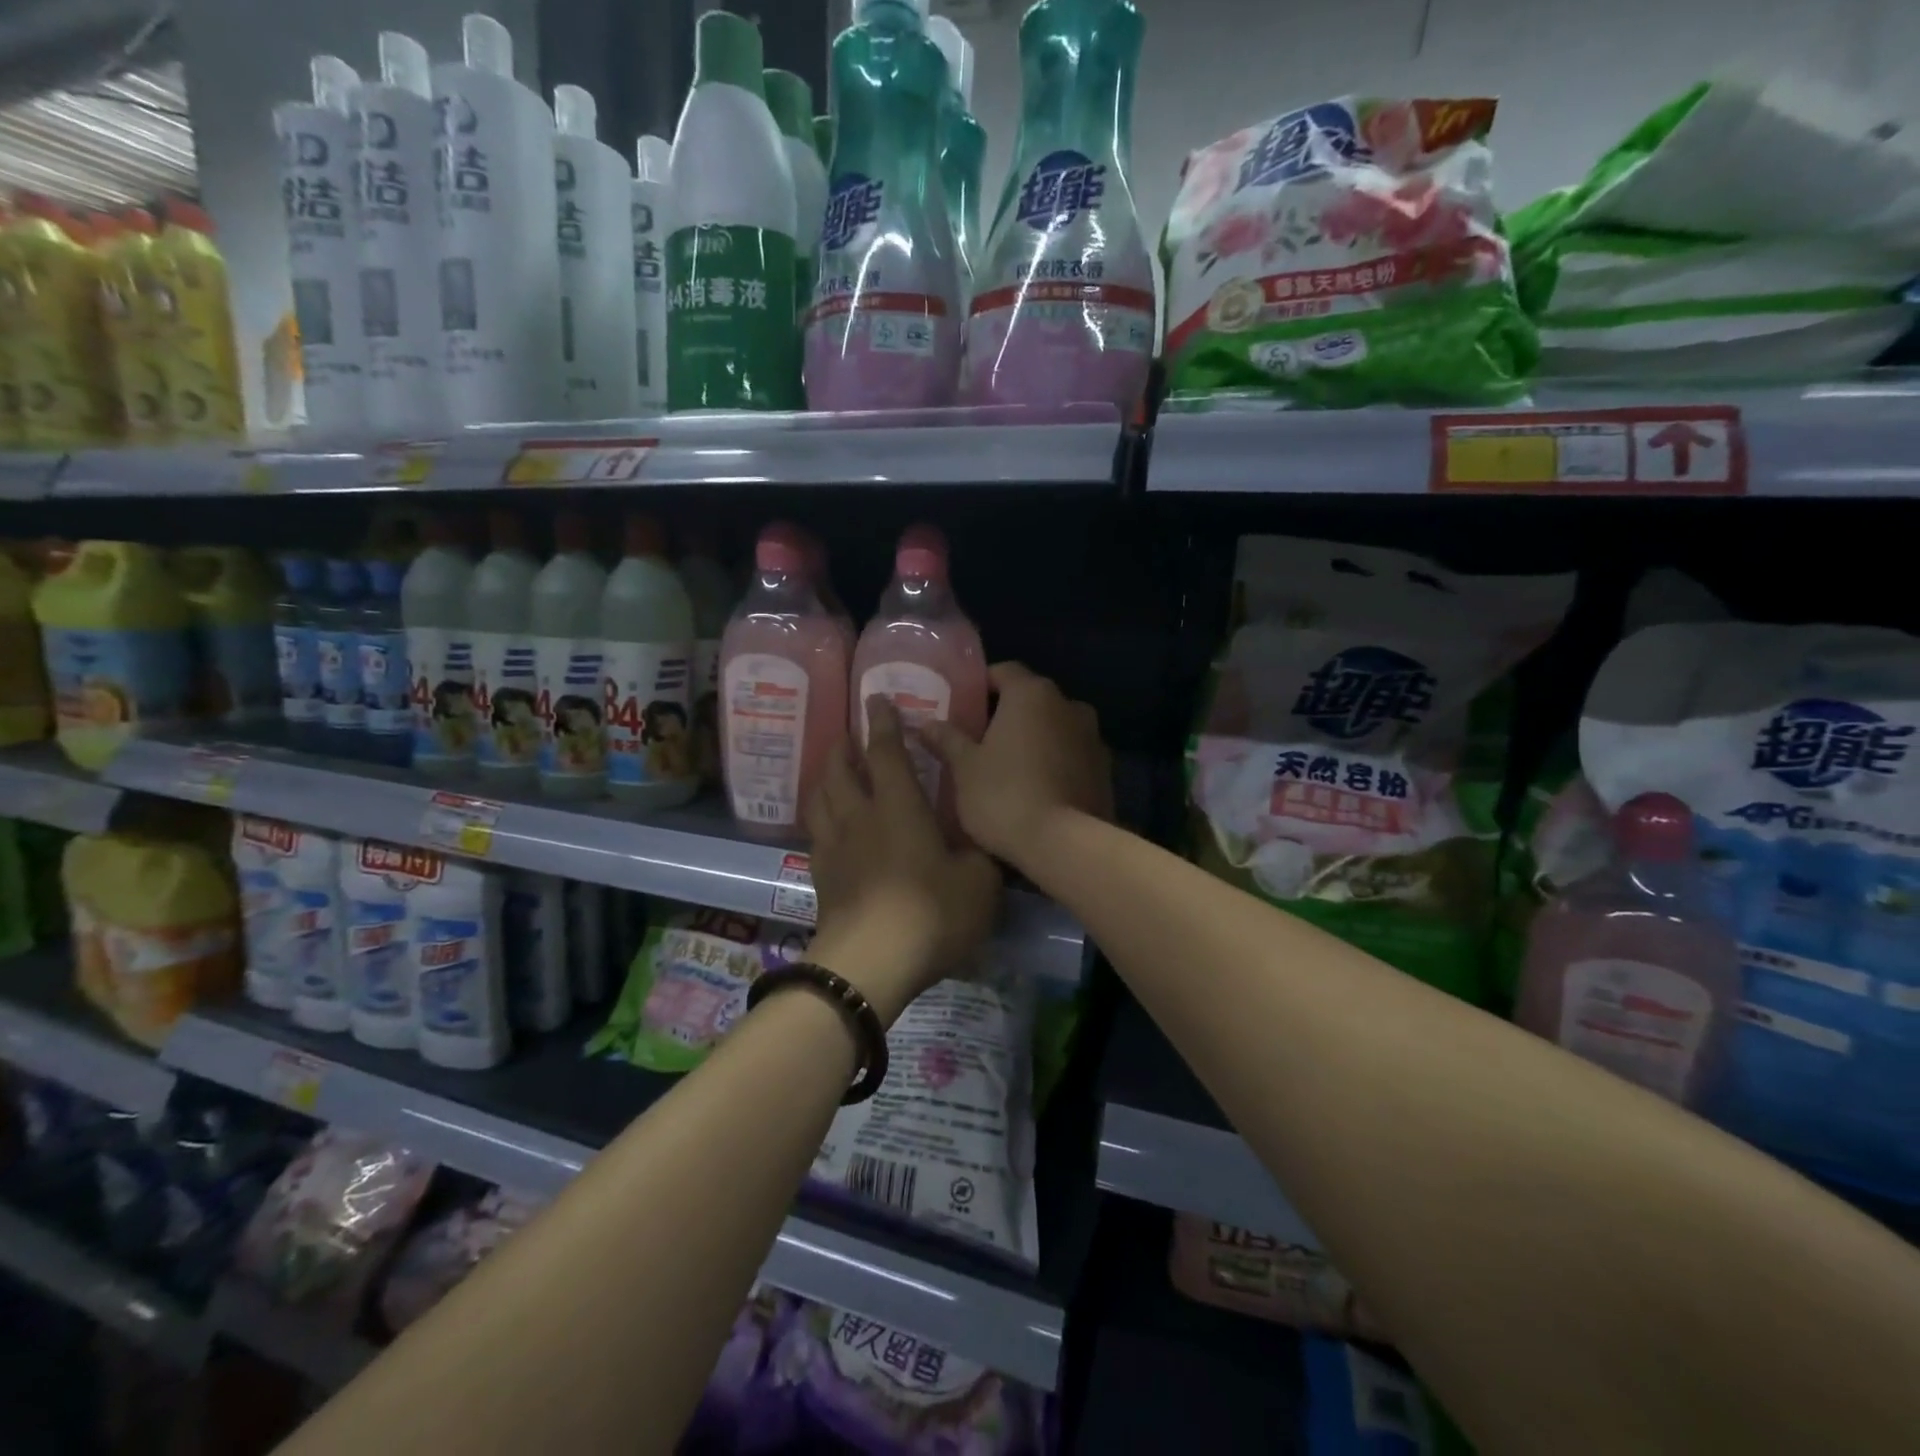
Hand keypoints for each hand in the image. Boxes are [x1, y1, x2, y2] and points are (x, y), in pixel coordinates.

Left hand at [803, 697, 1001, 1021]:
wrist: (870, 964)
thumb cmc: (931, 913)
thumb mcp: (979, 882)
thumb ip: (981, 853)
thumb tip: (984, 837)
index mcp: (898, 807)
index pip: (886, 752)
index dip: (883, 723)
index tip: (876, 699)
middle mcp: (860, 816)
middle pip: (841, 770)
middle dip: (844, 746)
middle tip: (848, 734)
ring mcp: (834, 846)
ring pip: (820, 798)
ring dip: (825, 776)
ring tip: (831, 770)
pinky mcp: (820, 876)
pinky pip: (815, 832)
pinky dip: (819, 816)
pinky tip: (826, 825)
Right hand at [920, 662, 1113, 867]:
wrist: (1064, 844)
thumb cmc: (1004, 796)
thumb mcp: (964, 768)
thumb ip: (947, 740)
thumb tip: (927, 724)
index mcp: (1032, 694)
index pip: (1004, 671)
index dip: (981, 685)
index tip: (963, 705)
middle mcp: (1068, 705)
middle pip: (1031, 699)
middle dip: (1007, 714)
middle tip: (979, 739)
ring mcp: (1092, 737)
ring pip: (1055, 728)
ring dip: (1035, 739)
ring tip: (1009, 767)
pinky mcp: (1105, 769)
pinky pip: (1072, 755)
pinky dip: (1055, 762)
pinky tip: (1037, 788)